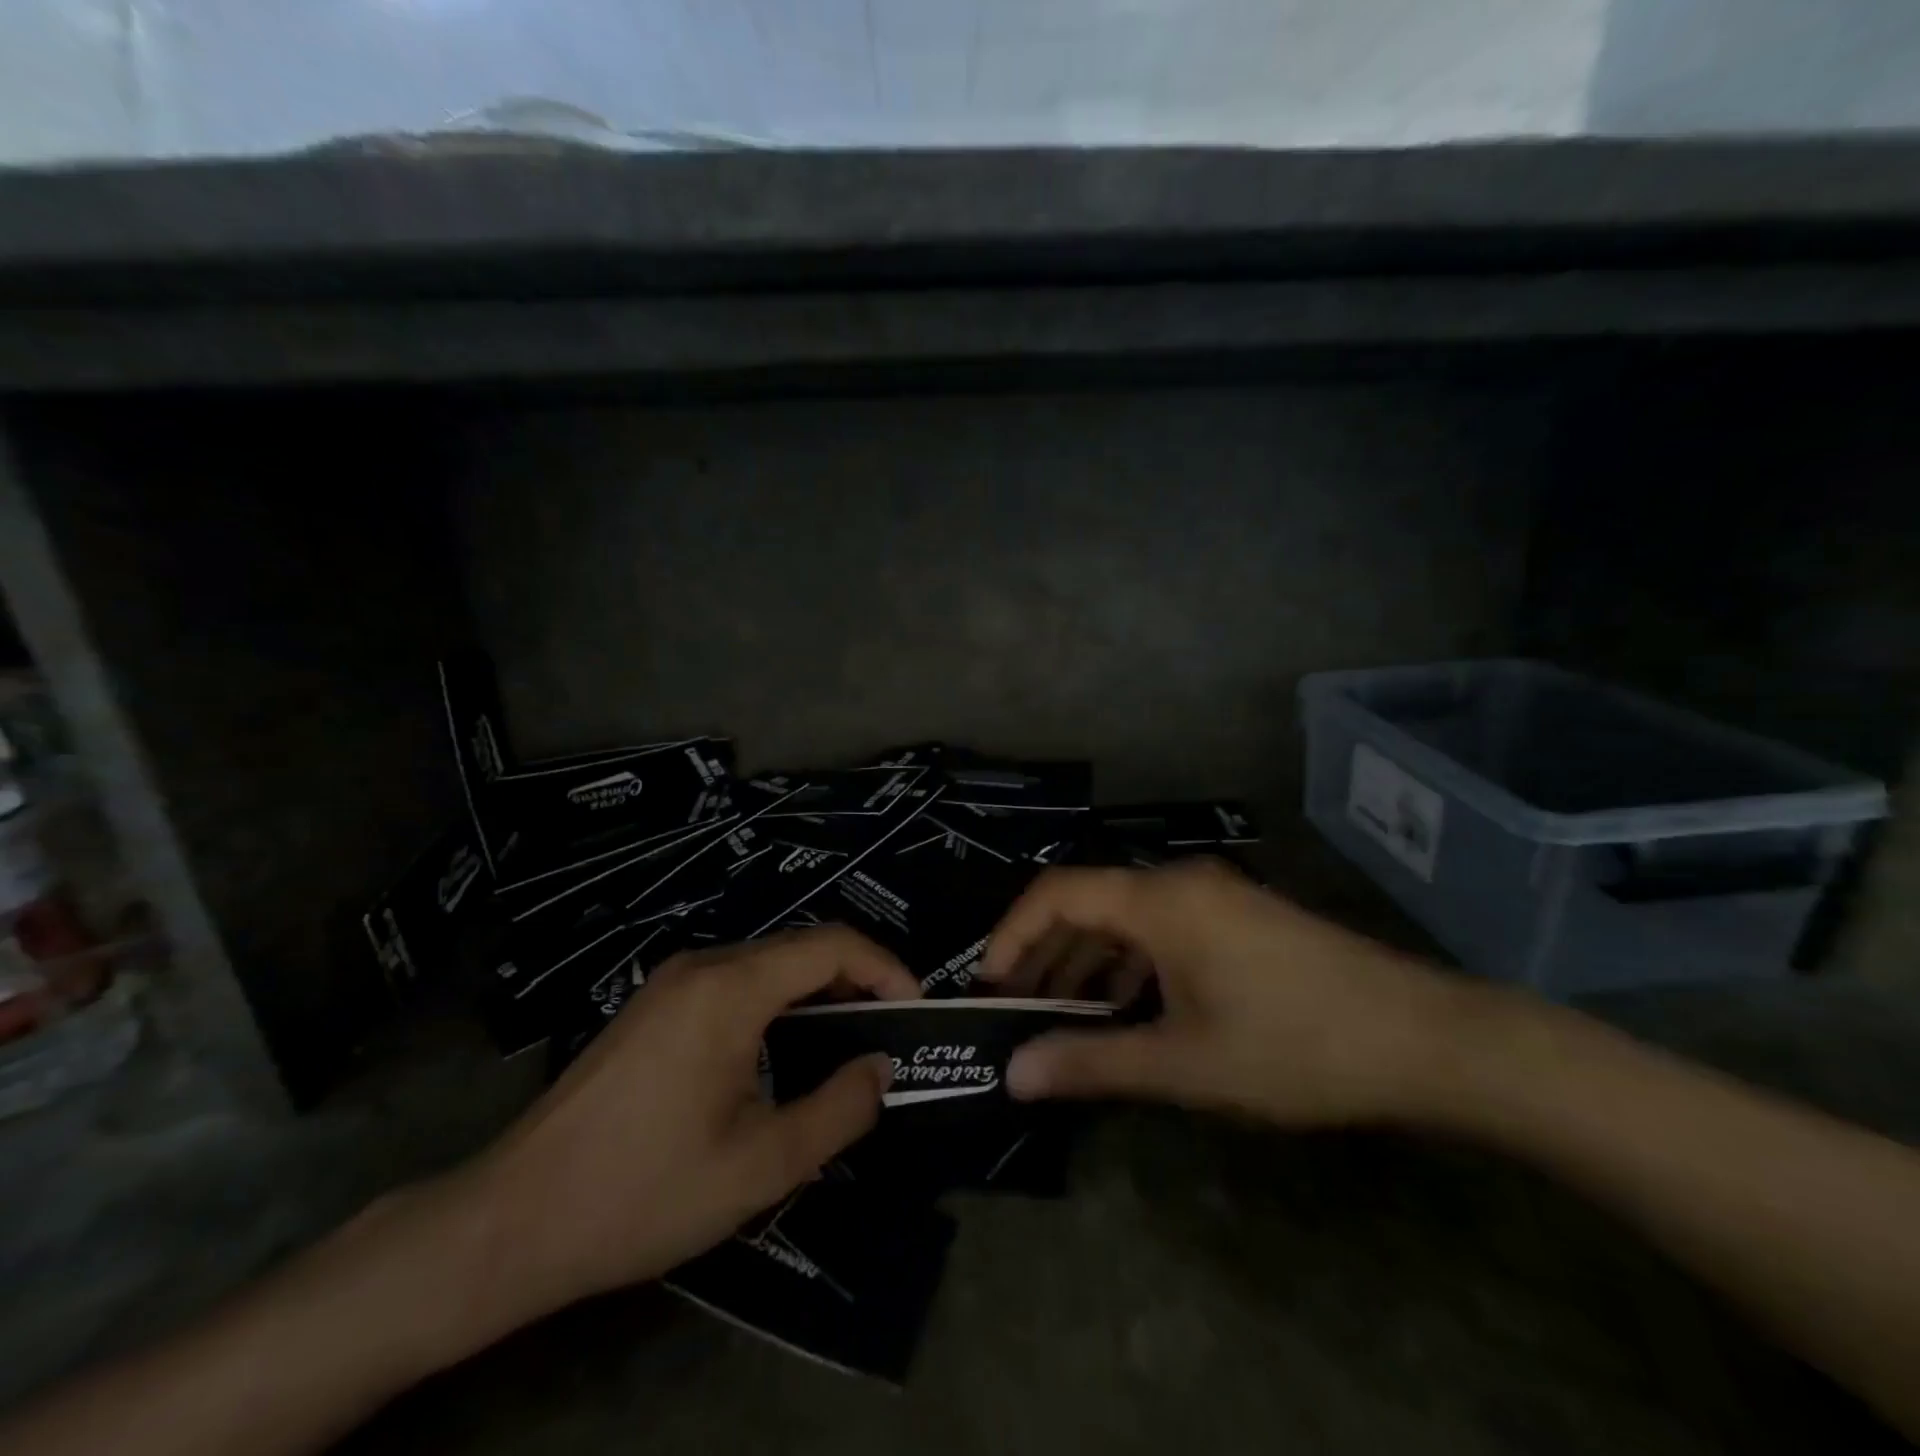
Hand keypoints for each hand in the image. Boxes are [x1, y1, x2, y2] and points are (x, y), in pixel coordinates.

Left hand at [459, 927, 917, 1325]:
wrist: (512, 1220)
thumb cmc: (645, 1191)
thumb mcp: (761, 1165)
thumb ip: (839, 1109)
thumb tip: (882, 1068)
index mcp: (732, 988)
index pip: (833, 946)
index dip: (886, 969)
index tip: (916, 1011)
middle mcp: (703, 966)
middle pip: (802, 948)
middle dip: (857, 981)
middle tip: (891, 1032)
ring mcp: (673, 981)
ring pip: (769, 964)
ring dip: (818, 994)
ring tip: (849, 1043)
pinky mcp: (655, 1005)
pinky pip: (737, 983)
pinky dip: (780, 1003)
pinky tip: (786, 1051)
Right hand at [979, 860, 1457, 1126]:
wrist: (1425, 1039)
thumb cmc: (1295, 1044)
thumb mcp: (1184, 1062)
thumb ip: (1093, 1062)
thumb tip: (1014, 1074)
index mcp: (1160, 899)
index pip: (1057, 892)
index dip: (1012, 933)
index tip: (988, 984)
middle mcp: (1179, 881)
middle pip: (1088, 901)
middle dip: (1045, 953)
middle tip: (1016, 1009)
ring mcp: (1213, 897)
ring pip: (1125, 917)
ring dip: (1087, 961)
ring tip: (1060, 1015)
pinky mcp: (1237, 918)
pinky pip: (1160, 929)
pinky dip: (1129, 964)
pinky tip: (1124, 1010)